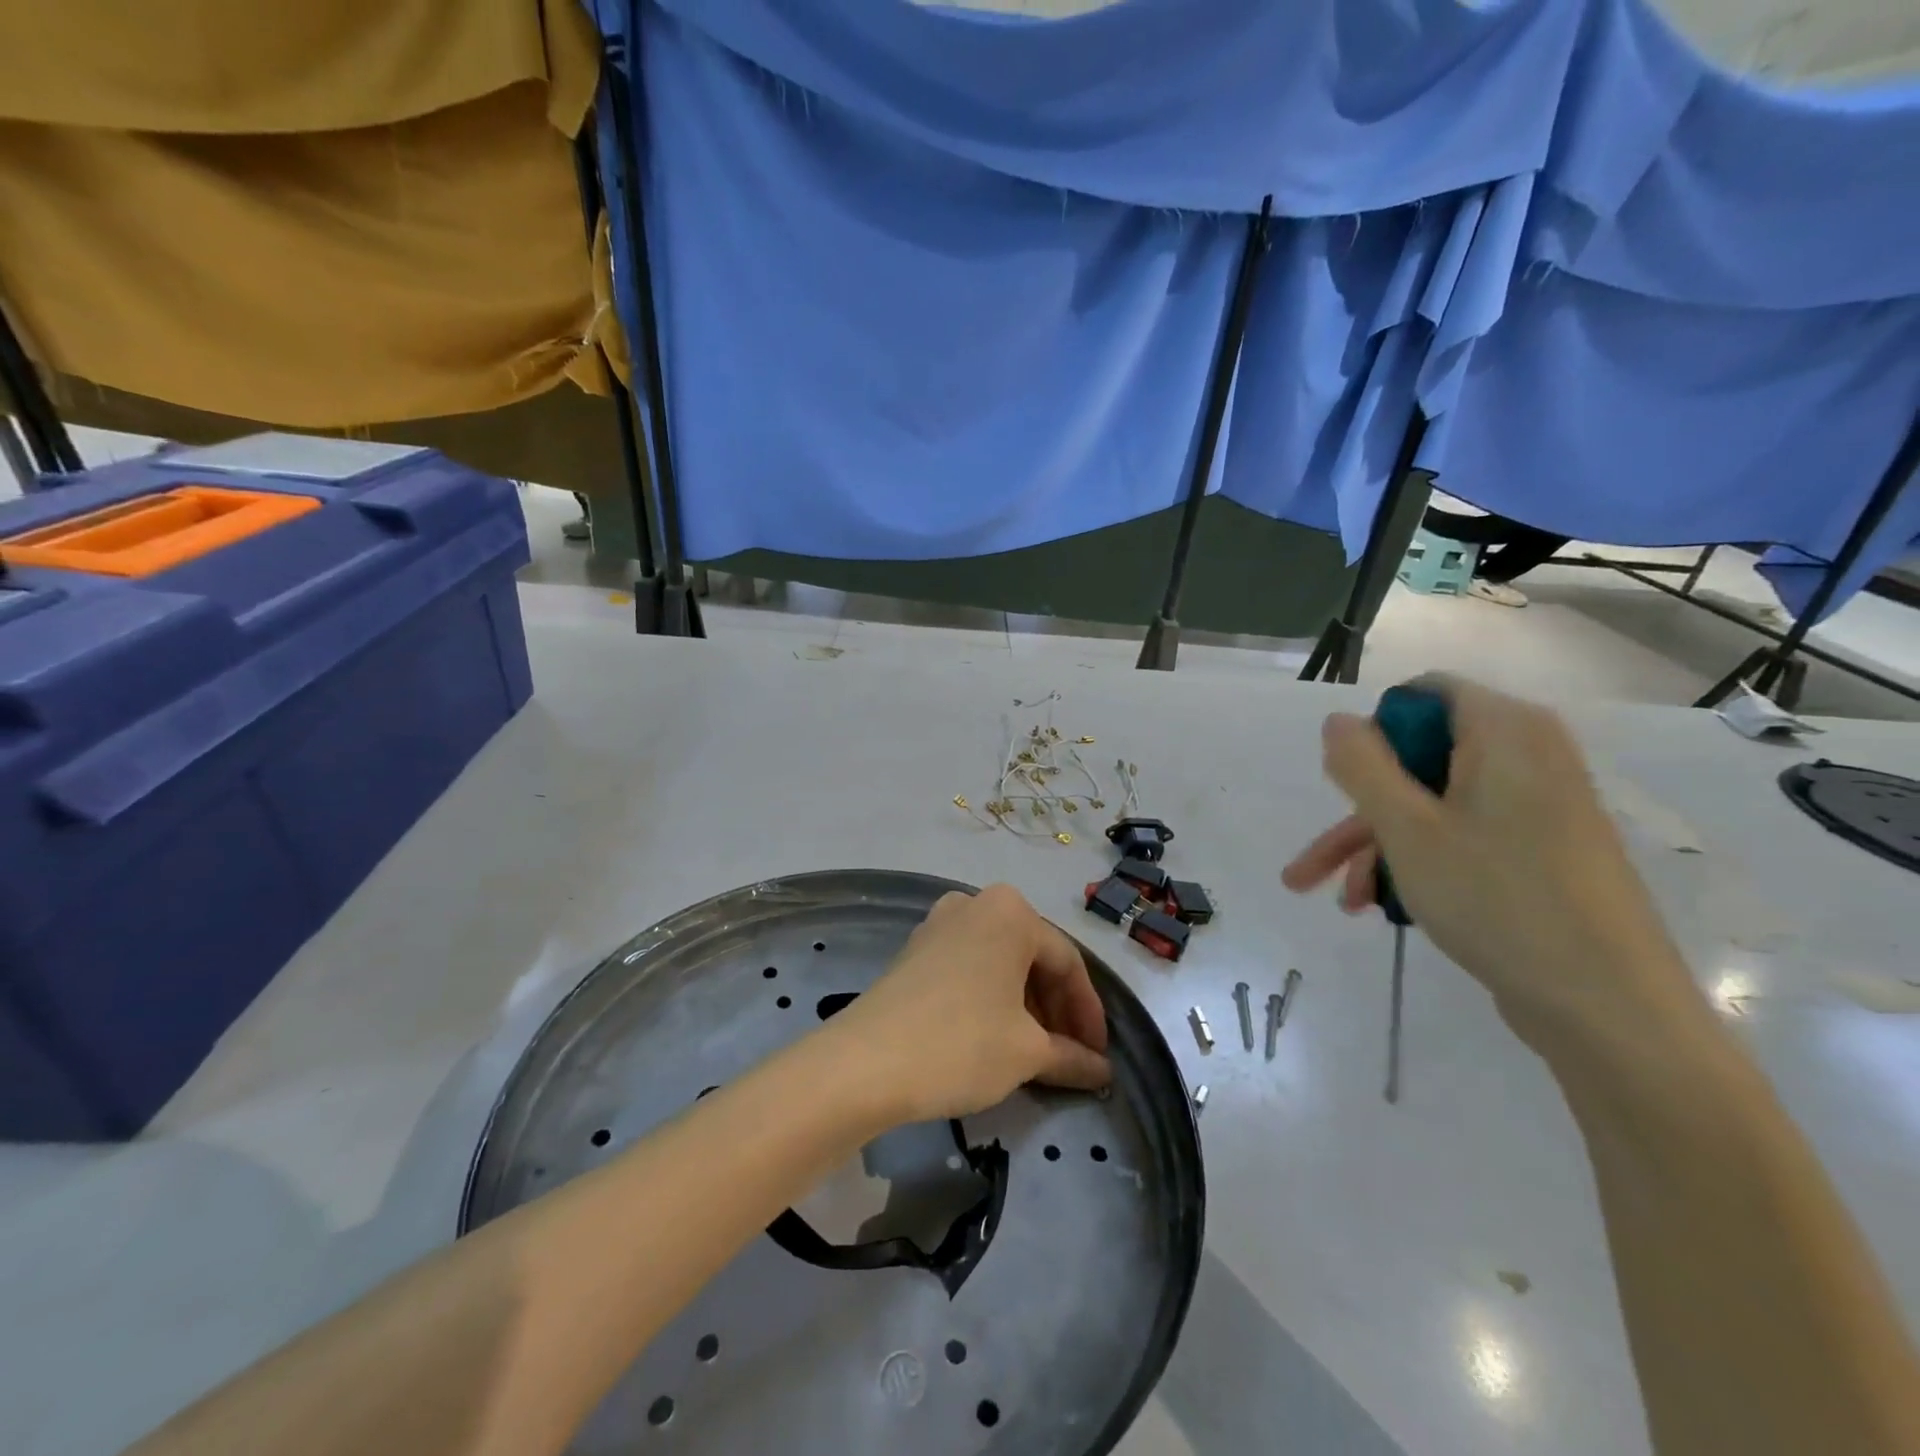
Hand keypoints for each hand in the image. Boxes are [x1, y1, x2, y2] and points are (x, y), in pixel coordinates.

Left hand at [828, 885, 1111, 1123]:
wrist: (864, 1063)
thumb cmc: (961, 1044)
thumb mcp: (1026, 1053)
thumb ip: (1072, 1056)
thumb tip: (1101, 1071)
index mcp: (1011, 912)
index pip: (1067, 963)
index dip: (1088, 1014)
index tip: (1099, 1057)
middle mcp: (976, 904)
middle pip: (1033, 958)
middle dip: (1056, 1010)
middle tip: (1070, 1057)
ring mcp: (939, 923)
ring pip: (1000, 964)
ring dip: (1025, 1007)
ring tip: (1037, 1054)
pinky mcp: (915, 950)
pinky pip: (970, 968)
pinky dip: (992, 1000)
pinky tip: (996, 1038)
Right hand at [1282, 675, 1701, 1045]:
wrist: (1608, 1009)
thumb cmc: (1498, 899)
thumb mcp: (1407, 828)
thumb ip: (1361, 765)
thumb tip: (1338, 721)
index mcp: (1506, 732)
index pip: (1423, 694)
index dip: (1375, 733)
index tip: (1348, 785)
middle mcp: (1528, 757)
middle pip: (1419, 759)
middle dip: (1359, 811)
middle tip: (1314, 861)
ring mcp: (1538, 808)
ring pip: (1433, 806)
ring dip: (1376, 846)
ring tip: (1337, 899)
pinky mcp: (1541, 853)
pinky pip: (1462, 837)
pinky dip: (1417, 863)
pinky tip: (1378, 907)